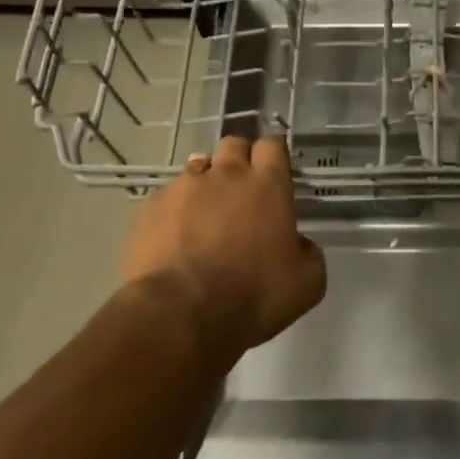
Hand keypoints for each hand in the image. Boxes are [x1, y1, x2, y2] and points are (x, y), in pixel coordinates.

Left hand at [122, 136, 326, 359]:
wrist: (181, 314)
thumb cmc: (253, 296)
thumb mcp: (307, 284)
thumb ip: (308, 252)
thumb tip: (298, 243)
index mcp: (268, 185)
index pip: (272, 144)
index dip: (274, 154)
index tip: (275, 170)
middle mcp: (226, 174)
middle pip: (233, 144)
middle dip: (239, 159)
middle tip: (242, 190)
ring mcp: (184, 187)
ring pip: (197, 167)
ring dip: (206, 183)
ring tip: (205, 215)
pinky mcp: (151, 206)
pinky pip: (167, 196)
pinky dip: (174, 210)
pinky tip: (174, 238)